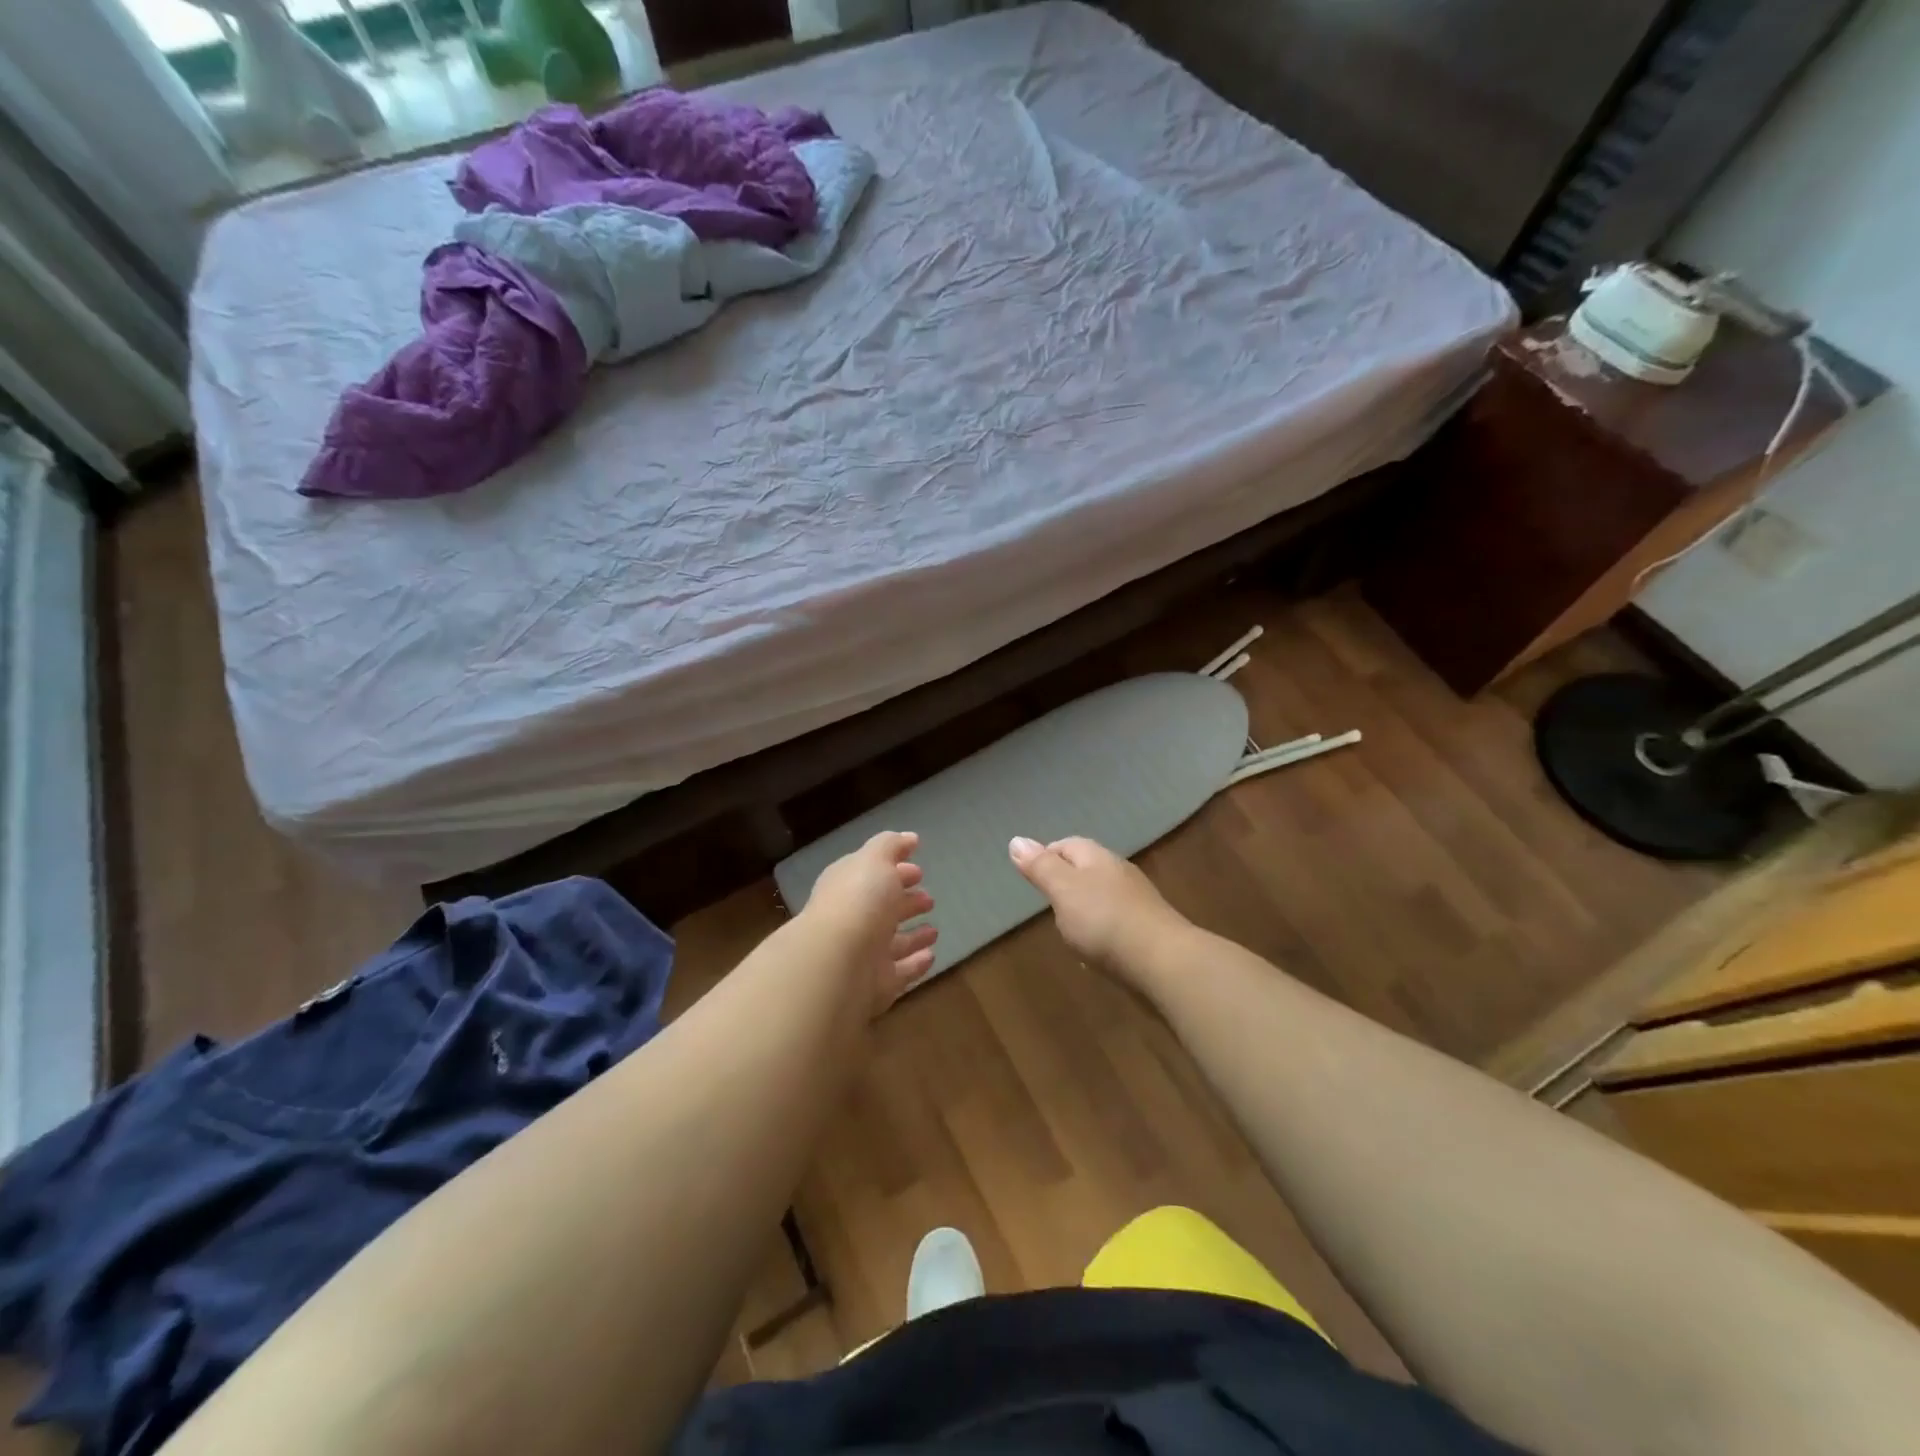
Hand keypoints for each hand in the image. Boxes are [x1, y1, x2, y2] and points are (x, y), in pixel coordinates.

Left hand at [805, 830, 937, 1015]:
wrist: (838, 963)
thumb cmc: (858, 901)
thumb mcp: (874, 860)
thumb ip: (891, 846)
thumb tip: (910, 838)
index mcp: (847, 887)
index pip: (872, 876)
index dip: (894, 870)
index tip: (919, 869)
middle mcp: (853, 920)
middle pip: (882, 910)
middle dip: (905, 901)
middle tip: (929, 898)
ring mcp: (863, 955)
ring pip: (892, 943)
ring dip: (913, 936)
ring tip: (934, 930)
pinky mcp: (876, 986)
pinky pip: (900, 972)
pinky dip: (915, 964)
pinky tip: (931, 955)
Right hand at [1008, 835, 1185, 979]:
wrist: (1163, 963)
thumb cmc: (1105, 921)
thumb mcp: (1063, 890)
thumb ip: (1041, 867)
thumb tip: (1016, 839)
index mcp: (1098, 858)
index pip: (1068, 845)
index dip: (1047, 855)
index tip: (1031, 875)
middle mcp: (1120, 873)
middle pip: (1086, 869)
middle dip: (1065, 883)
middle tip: (1046, 903)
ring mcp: (1137, 902)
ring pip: (1102, 897)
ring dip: (1084, 909)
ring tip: (1066, 930)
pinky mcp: (1147, 931)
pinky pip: (1116, 924)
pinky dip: (1101, 932)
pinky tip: (1094, 952)